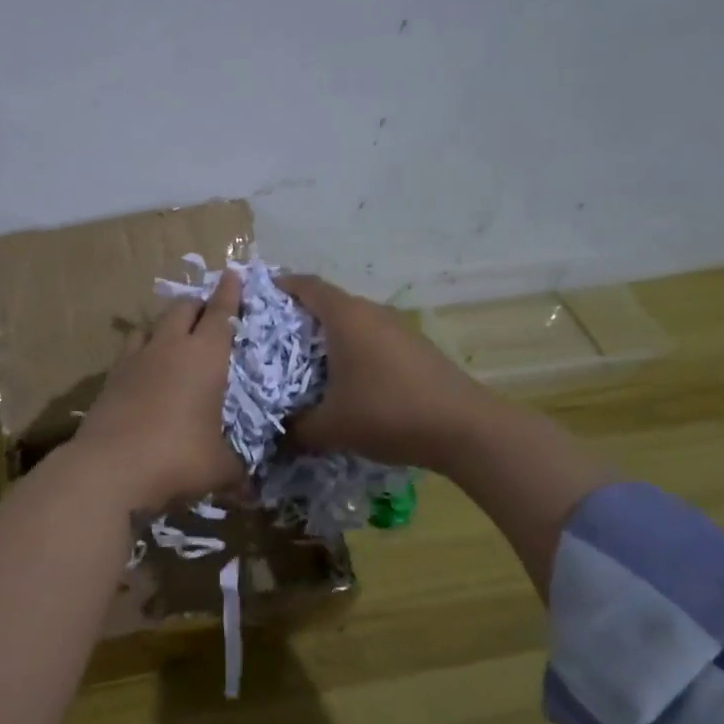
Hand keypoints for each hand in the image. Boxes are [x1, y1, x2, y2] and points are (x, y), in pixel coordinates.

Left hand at [72, 269, 246, 510]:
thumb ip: (238, 473)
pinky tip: (144, 372)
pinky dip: (141, 353)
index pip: (220, 313)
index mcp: (204, 356)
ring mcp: (133, 361)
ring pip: (150, 325)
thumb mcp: (219, 470)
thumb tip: (251, 491)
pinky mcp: (109, 380)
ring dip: (164, 326)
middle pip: (182, 309)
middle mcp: (168, 348)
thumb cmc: (177, 459)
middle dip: (197, 305)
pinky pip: (129, 353)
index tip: (233, 274)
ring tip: (172, 338)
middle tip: (207, 312)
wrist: (108, 469)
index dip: (229, 293)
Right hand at [275, 273, 483, 470]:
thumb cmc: (387, 413)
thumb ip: (295, 430)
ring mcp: (398, 328)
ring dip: (330, 337)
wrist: (464, 428)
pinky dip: (354, 351)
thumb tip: (276, 437)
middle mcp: (372, 312)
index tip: (258, 298)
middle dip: (300, 317)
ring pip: (353, 322)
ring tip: (307, 364)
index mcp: (345, 317)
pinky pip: (373, 339)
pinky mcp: (416, 348)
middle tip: (273, 341)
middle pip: (329, 303)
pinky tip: (348, 381)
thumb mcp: (330, 428)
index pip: (306, 285)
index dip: (280, 286)